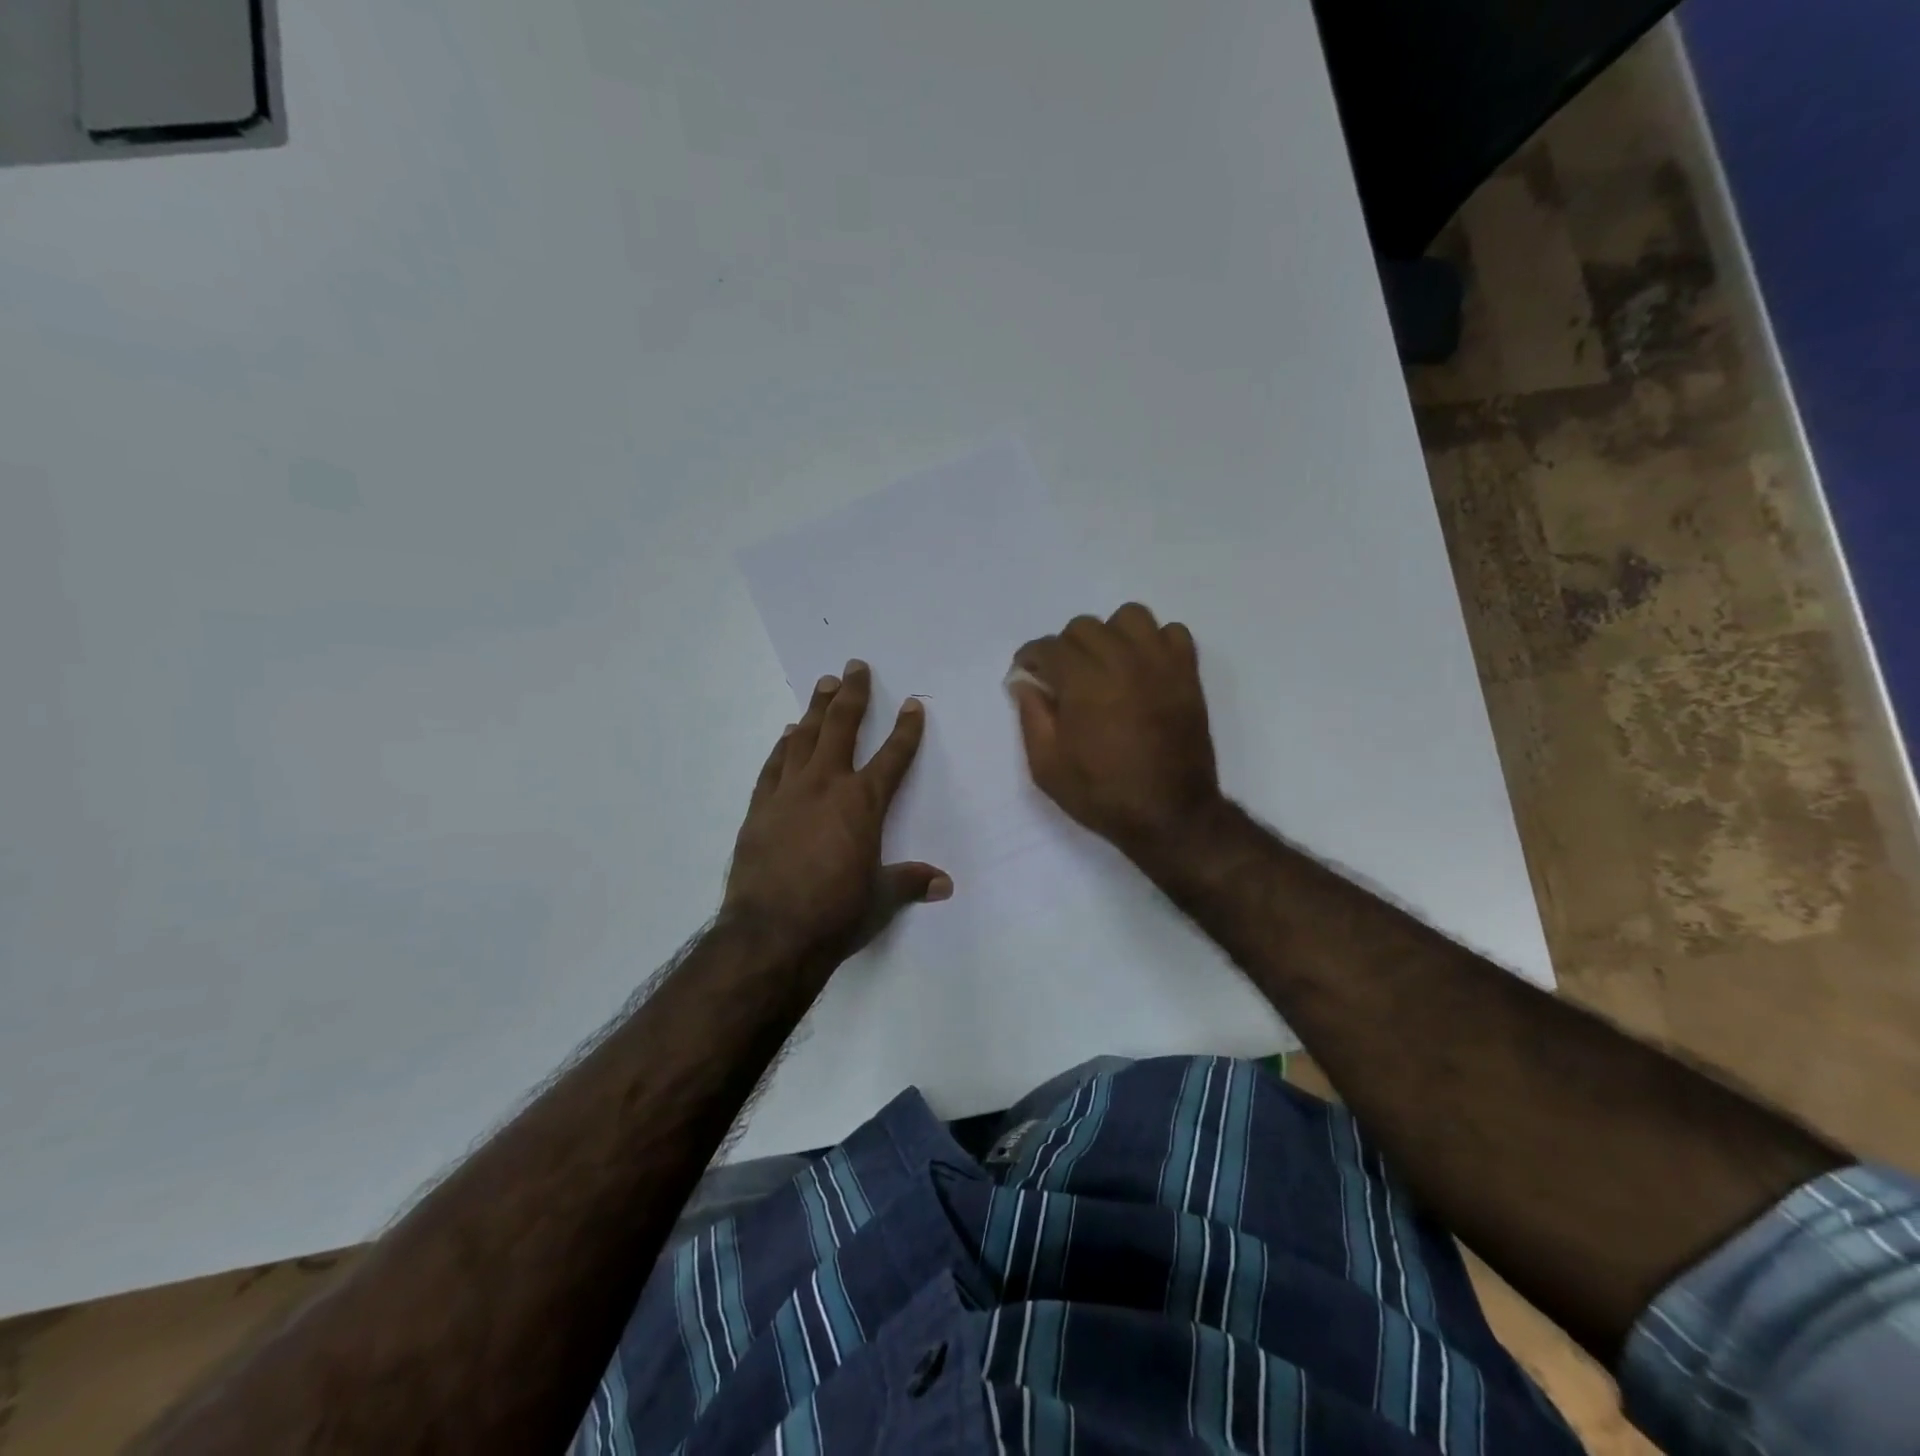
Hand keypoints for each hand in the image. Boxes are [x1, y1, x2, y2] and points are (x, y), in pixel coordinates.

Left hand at [724, 660, 950, 957]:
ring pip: (804, 738)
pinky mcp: (759, 808)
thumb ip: (911, 882)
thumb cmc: (836, 913)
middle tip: (854, 666)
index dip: (906, 729)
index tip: (912, 705)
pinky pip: (774, 766)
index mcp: (863, 803)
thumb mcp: (882, 898)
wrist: (771, 933)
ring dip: (816, 709)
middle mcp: (827, 785)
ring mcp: (789, 793)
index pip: (892, 756)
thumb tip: (944, 884)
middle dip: (852, 695)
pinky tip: (787, 734)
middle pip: (842, 727)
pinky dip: (783, 746)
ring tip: (823, 685)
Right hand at [1008, 604, 1223, 858]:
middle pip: (1084, 626)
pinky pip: (1172, 632)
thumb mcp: (1047, 767)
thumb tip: (1024, 682)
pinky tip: (1143, 668)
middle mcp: (1121, 661)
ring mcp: (1159, 664)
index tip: (1027, 673)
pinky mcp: (1187, 673)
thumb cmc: (1102, 795)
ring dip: (1110, 635)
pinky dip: (1154, 642)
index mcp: (1083, 683)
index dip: (1030, 658)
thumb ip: (1031, 717)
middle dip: (1065, 648)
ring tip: (1106, 664)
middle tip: (1064, 678)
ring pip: (1129, 617)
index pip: (1048, 647)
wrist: (1170, 815)